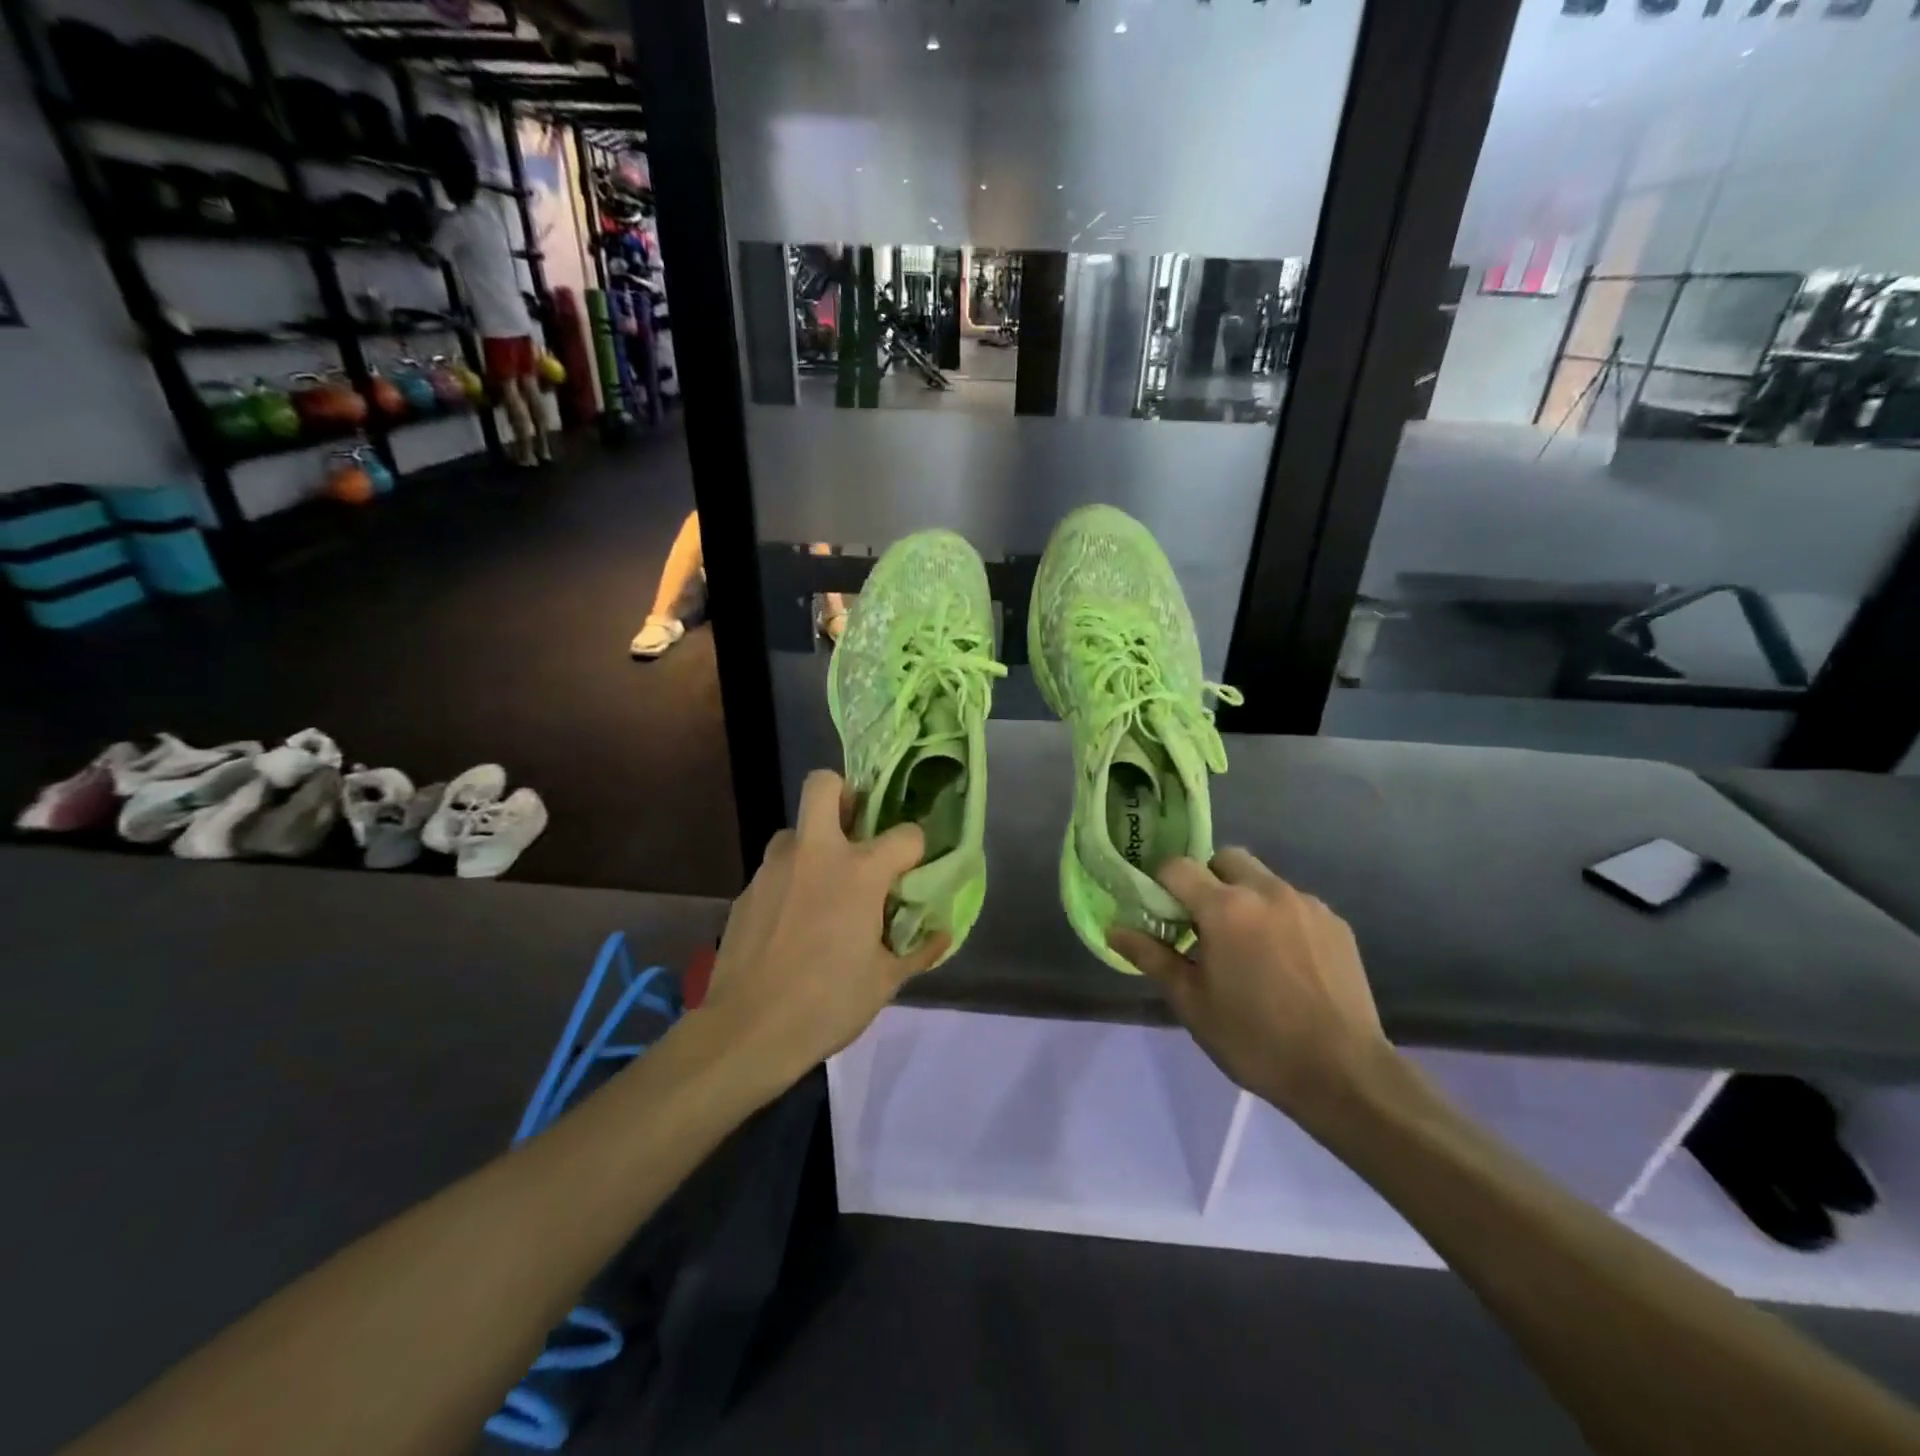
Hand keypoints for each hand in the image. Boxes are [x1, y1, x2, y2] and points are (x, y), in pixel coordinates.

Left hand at [699, 770, 949, 1089]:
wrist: (748, 1031)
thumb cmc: (828, 1003)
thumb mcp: (885, 982)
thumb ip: (918, 951)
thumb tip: (943, 935)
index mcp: (860, 872)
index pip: (906, 834)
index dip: (915, 849)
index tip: (911, 870)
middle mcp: (816, 854)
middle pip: (824, 785)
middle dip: (843, 793)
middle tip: (854, 828)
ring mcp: (774, 869)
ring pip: (794, 831)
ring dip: (812, 847)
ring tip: (821, 888)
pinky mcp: (746, 891)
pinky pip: (774, 870)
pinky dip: (789, 883)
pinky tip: (791, 924)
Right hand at [1109, 849, 1393, 1127]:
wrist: (1344, 1074)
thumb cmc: (1255, 1039)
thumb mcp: (1192, 1002)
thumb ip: (1152, 957)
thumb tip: (1113, 929)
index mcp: (1226, 908)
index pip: (1178, 867)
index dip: (1163, 885)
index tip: (1164, 915)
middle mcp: (1267, 891)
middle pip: (1225, 859)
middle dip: (1208, 880)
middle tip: (1205, 925)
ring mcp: (1307, 904)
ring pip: (1262, 879)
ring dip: (1245, 898)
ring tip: (1249, 948)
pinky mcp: (1336, 923)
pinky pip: (1294, 903)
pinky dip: (1279, 917)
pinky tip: (1285, 962)